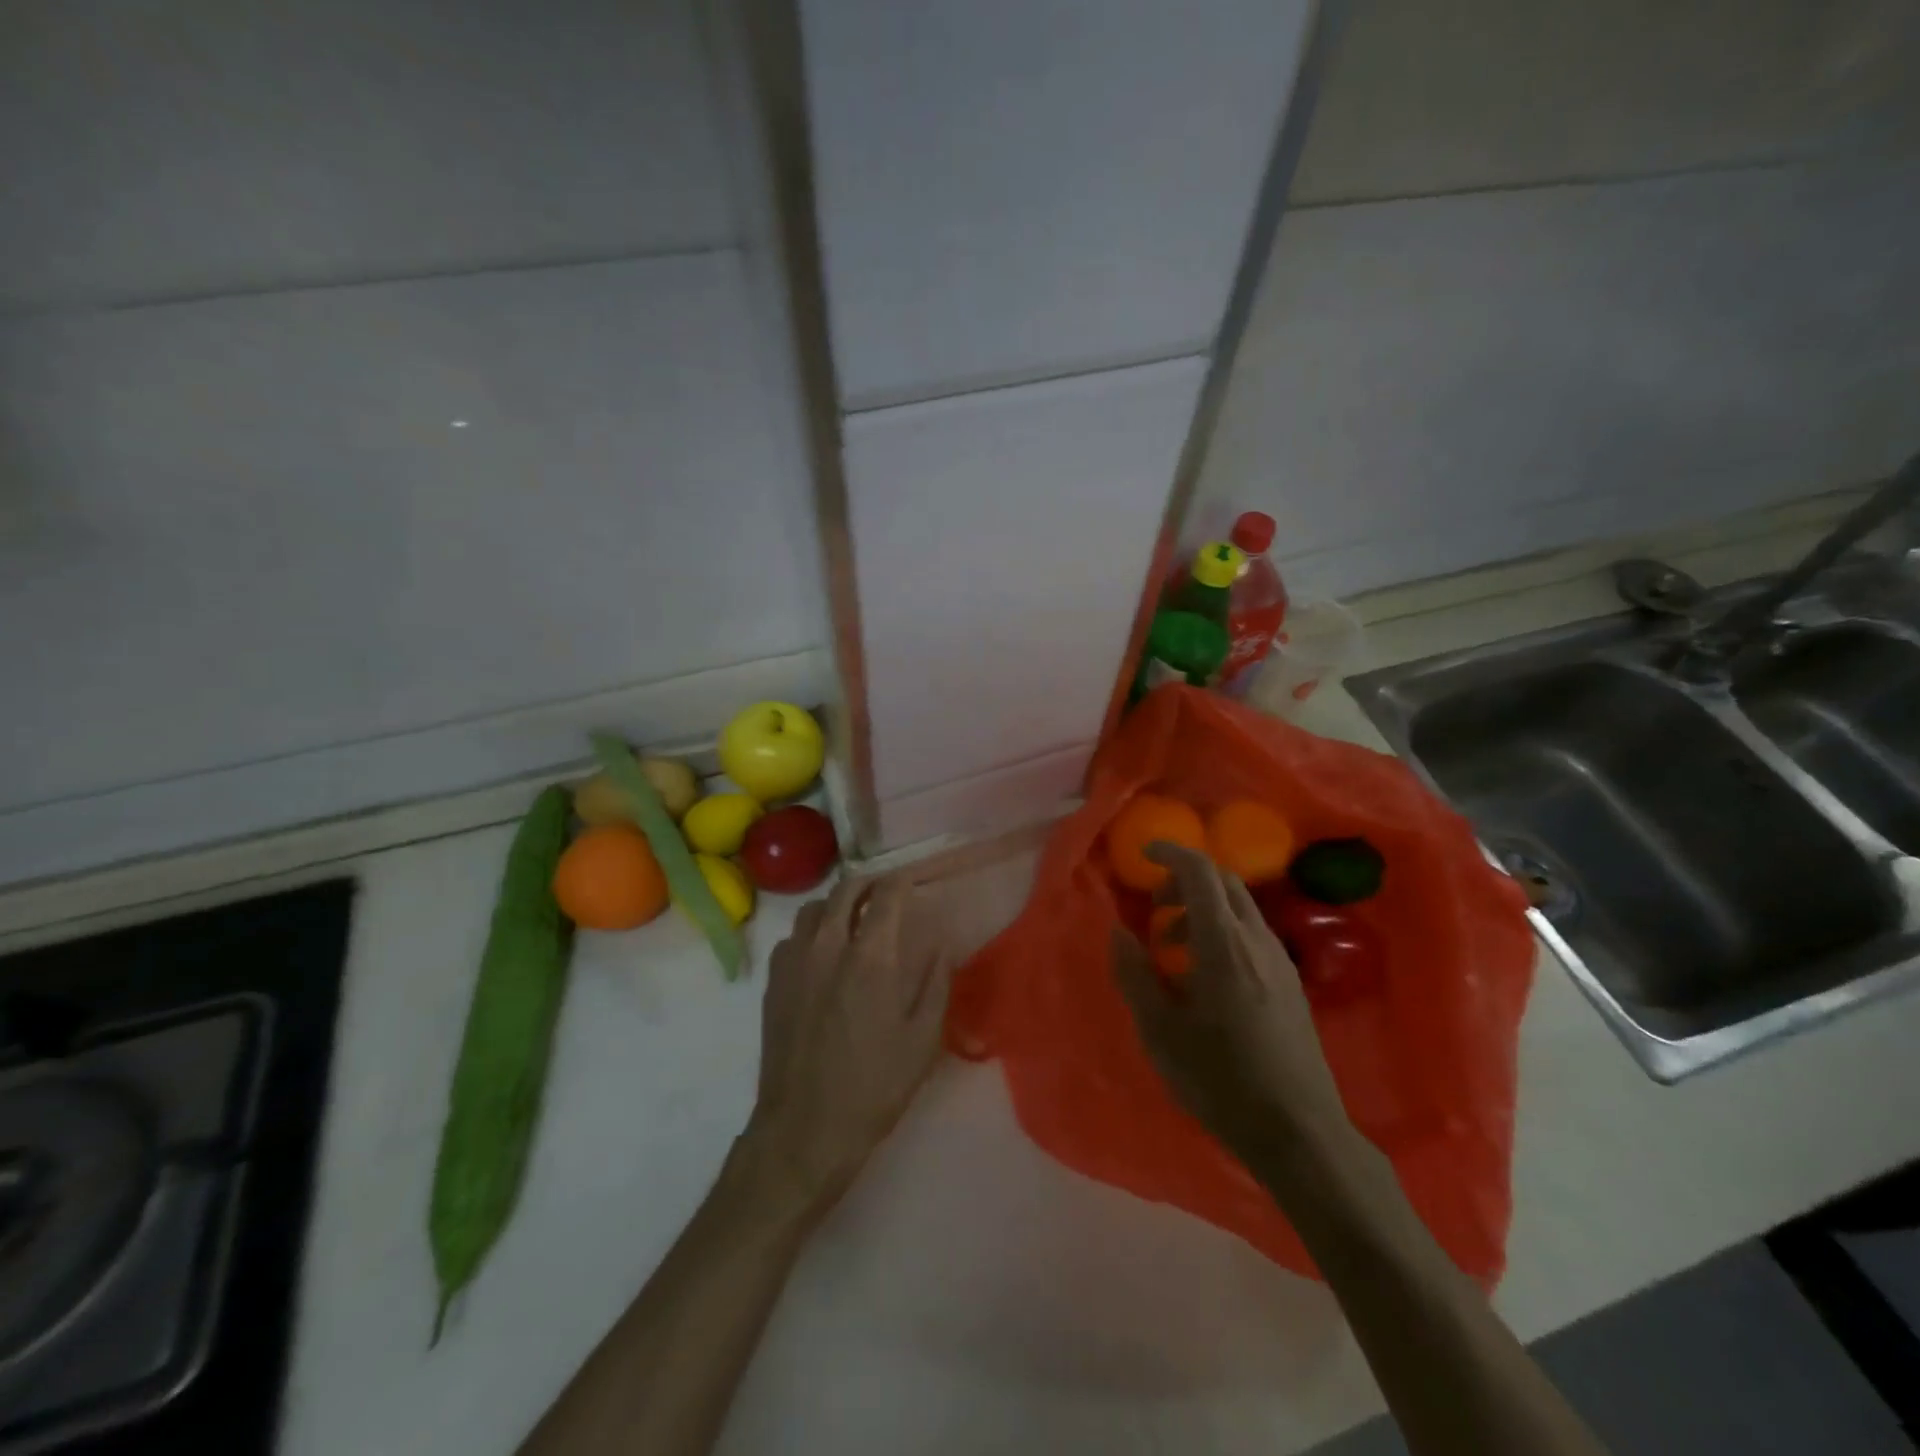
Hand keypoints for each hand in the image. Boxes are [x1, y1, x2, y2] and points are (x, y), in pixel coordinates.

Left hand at [738, 873, 951, 1219]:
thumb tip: (942, 943)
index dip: (902, 881)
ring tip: (852, 918)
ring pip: (813, 908)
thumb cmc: (873, 1086)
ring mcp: (794, 962)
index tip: (912, 881)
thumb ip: (935, 982)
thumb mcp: (922, 1039)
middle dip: (869, 883)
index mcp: (870, 957)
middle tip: (885, 893)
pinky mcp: (773, 982)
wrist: (804, 1129)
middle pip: (845, 890)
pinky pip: (792, 937)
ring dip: (837, 904)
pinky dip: (811, 931)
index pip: (886, 895)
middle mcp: (828, 946)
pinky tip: (822, 954)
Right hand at [1111, 842, 1353, 1172]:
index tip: (1146, 856)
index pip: (1201, 872)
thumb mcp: (1160, 1029)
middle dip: (1186, 882)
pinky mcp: (1292, 983)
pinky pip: (1253, 934)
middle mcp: (1257, 939)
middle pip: (1224, 883)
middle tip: (1155, 910)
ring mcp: (1281, 960)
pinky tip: (1207, 975)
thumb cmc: (1220, 1078)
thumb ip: (1135, 974)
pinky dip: (1224, 931)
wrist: (1298, 1131)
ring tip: (1174, 950)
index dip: (1172, 854)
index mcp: (1223, 942)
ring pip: (1241, 908)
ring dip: (1204, 909)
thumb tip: (1119, 932)